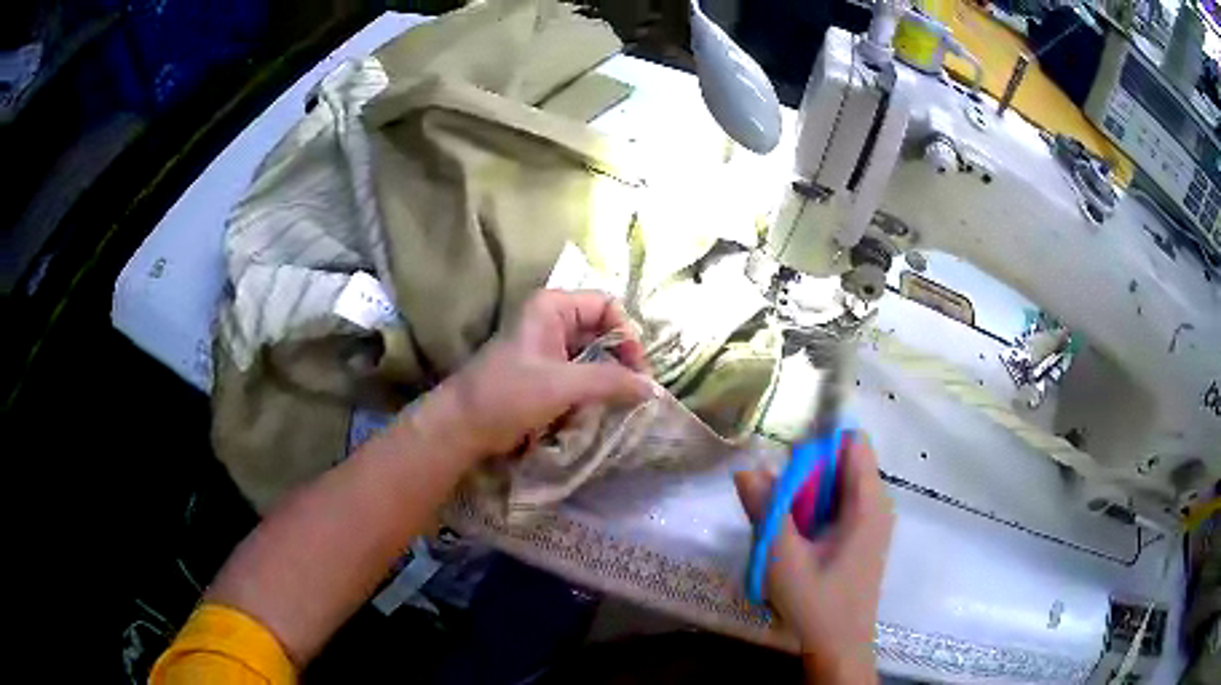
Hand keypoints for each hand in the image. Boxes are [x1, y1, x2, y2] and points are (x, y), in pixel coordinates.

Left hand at [436, 289, 653, 458]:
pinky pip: (582, 376)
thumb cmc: (507, 395)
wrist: (464, 426)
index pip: (608, 306)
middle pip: (604, 331)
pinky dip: (595, 391)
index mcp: (553, 307)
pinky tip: (602, 410)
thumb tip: (654, 388)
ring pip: (595, 356)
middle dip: (622, 360)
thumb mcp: (562, 385)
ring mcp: (549, 348)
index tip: (637, 370)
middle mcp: (553, 321)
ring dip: (610, 379)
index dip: (628, 334)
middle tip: (637, 392)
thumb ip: (610, 382)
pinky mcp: (547, 375)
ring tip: (622, 404)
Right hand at [734, 434, 892, 683]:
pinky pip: (839, 504)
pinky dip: (814, 511)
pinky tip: (795, 540)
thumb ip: (767, 511)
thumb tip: (747, 469)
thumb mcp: (784, 559)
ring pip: (837, 484)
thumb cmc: (817, 604)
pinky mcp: (863, 536)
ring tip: (783, 527)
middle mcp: (877, 503)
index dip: (818, 443)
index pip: (852, 442)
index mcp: (868, 503)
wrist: (840, 646)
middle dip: (806, 472)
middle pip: (842, 462)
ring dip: (806, 494)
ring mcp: (872, 520)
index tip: (784, 466)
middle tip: (776, 504)